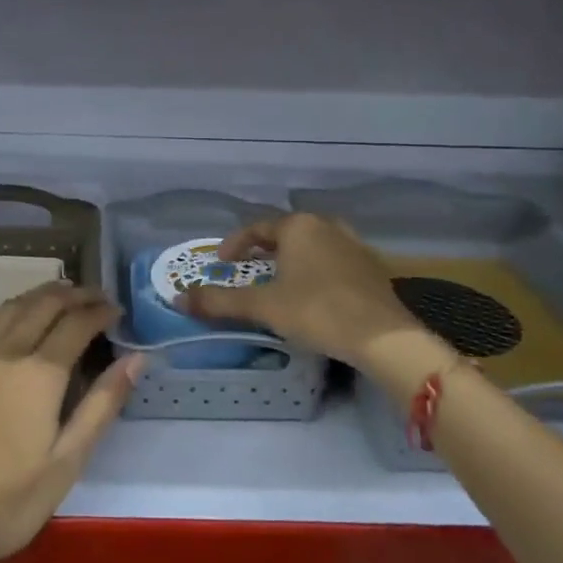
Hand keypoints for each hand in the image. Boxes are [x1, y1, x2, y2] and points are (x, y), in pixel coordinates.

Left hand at [0, 276, 142, 562]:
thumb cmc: (7, 504)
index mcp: (40, 375)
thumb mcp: (67, 463)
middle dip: (74, 295)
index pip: (78, 325)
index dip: (101, 312)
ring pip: (9, 310)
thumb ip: (102, 405)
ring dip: (37, 294)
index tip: (117, 311)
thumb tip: (137, 359)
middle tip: (95, 296)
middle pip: (45, 307)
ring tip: (59, 291)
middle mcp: (6, 354)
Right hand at [178, 213, 420, 379]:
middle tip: (248, 271)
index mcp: (298, 226)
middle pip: (286, 234)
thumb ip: (220, 301)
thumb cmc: (316, 311)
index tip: (221, 264)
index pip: (256, 228)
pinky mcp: (372, 269)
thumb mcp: (263, 307)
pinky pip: (333, 263)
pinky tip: (314, 296)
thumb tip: (179, 298)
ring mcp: (353, 245)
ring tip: (280, 283)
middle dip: (264, 251)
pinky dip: (316, 273)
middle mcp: (327, 226)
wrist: (382, 336)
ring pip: (312, 247)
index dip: (234, 244)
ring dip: (292, 261)